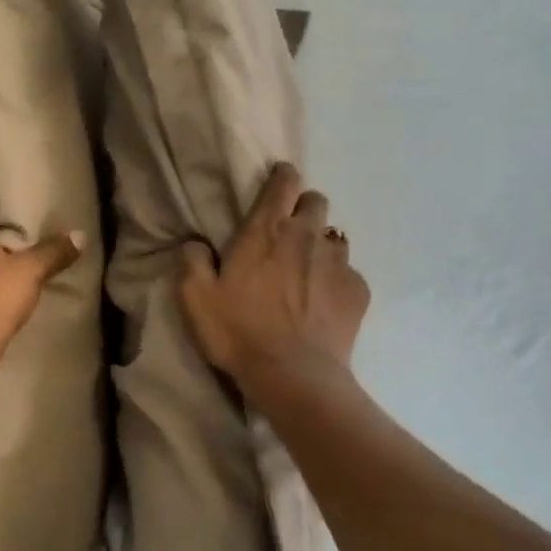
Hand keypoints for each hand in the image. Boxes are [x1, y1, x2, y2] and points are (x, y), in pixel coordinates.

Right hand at [179, 162, 369, 384]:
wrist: (294, 376)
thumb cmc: (239, 331)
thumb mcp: (196, 298)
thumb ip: (192, 262)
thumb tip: (196, 244)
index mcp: (266, 231)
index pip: (283, 183)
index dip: (282, 175)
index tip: (279, 179)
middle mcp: (306, 236)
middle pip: (316, 202)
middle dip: (304, 207)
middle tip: (289, 231)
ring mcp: (337, 263)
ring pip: (335, 237)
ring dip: (321, 245)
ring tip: (308, 270)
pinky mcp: (358, 291)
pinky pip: (349, 273)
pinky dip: (337, 280)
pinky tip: (324, 303)